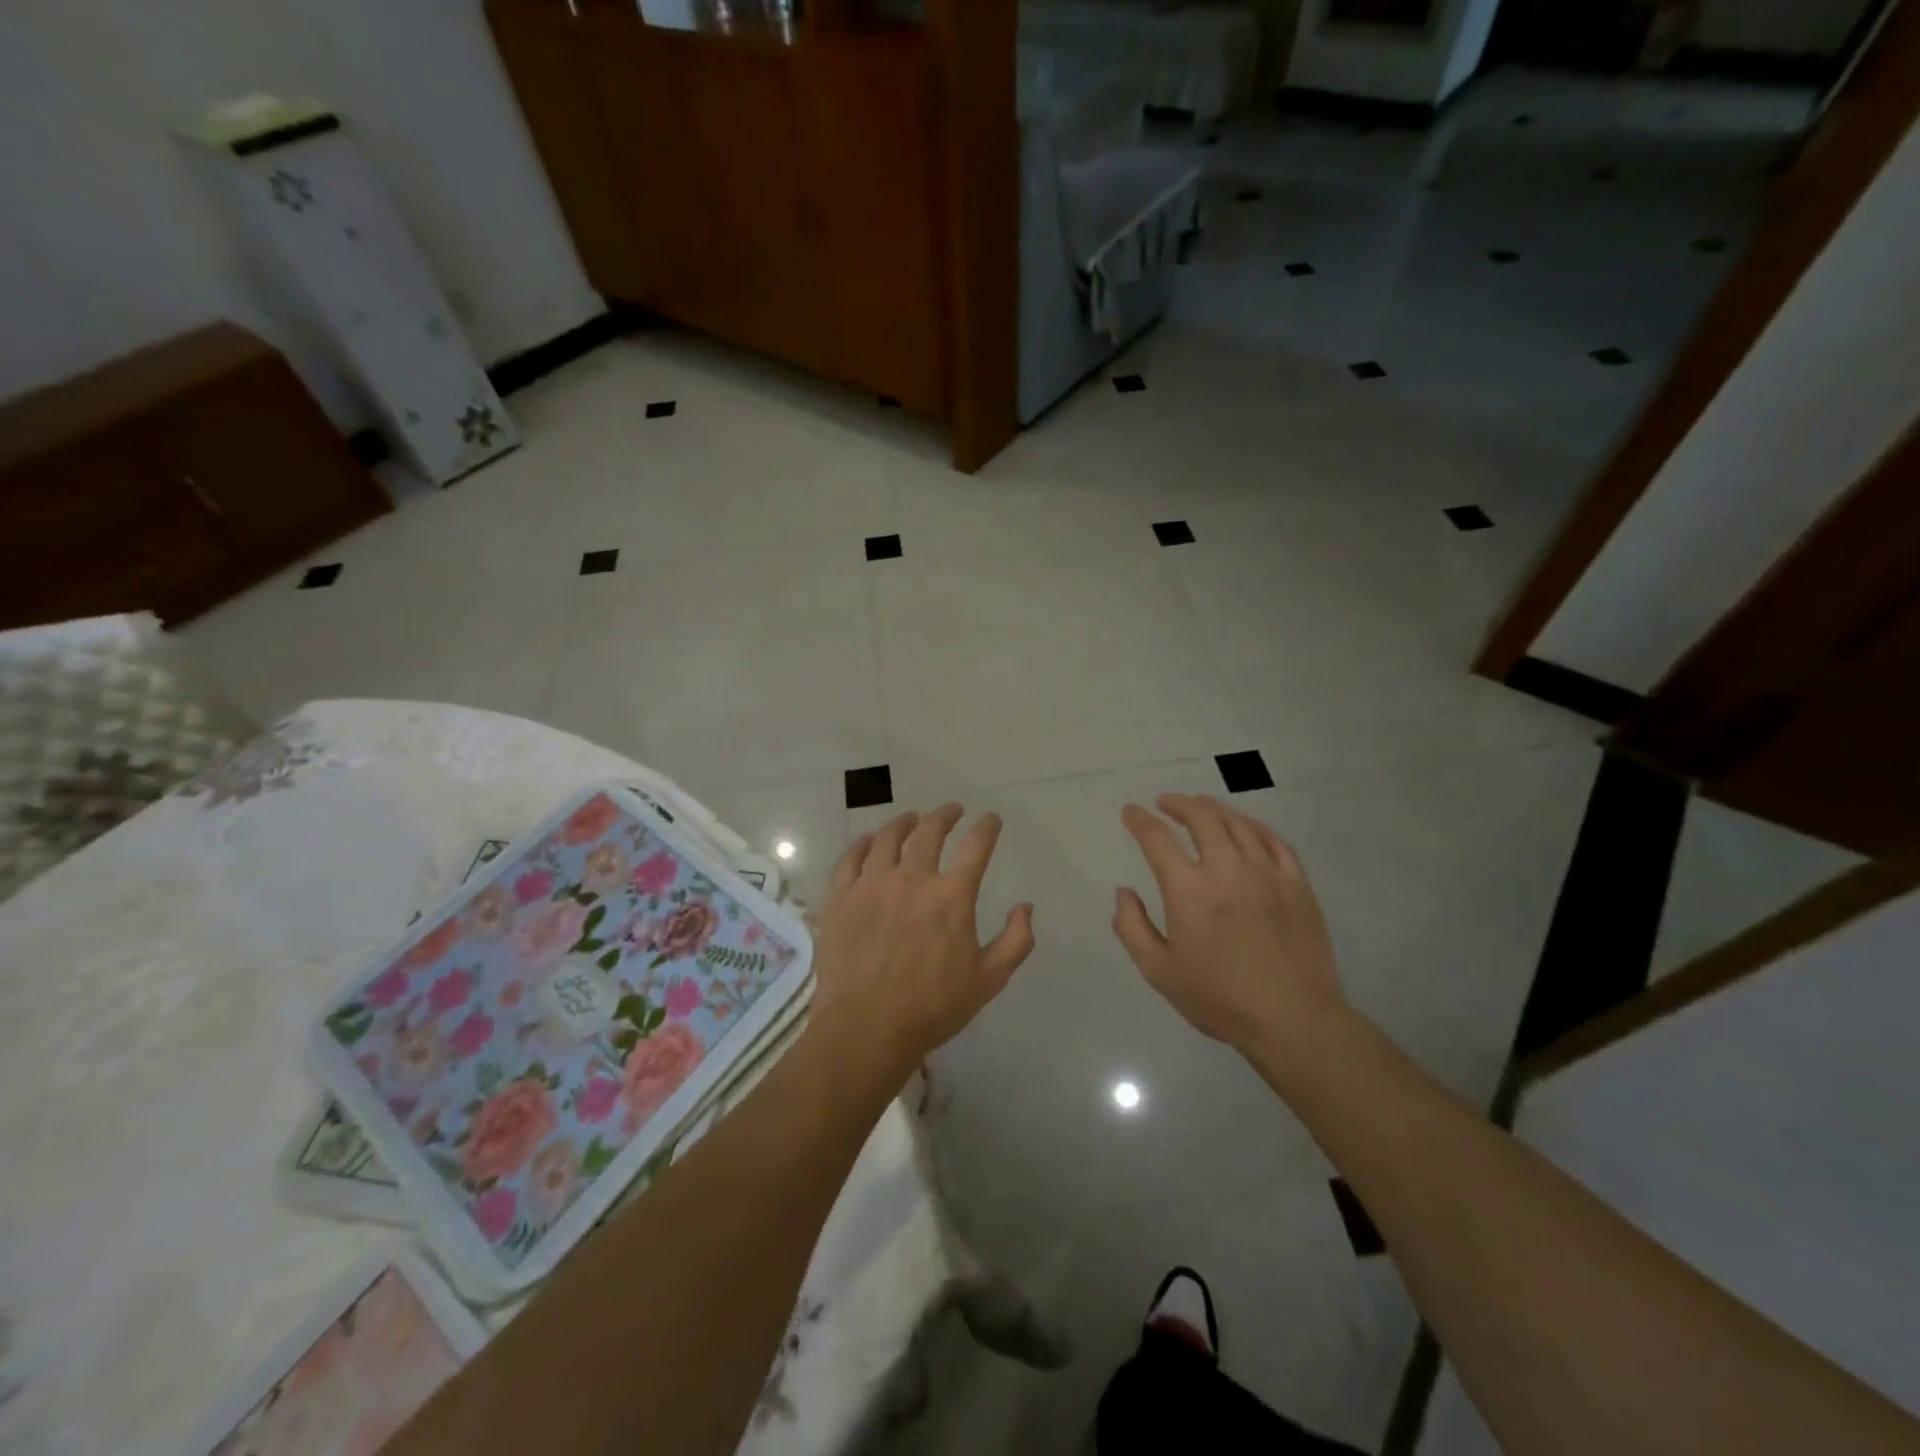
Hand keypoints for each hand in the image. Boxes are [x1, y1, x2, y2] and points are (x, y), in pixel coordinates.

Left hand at [809, 805, 1035, 1080]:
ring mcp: (872, 884)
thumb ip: (1016, 940)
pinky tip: (870, 841)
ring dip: (904, 823)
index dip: (987, 827)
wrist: (865, 1028)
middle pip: (930, 831)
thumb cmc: (932, 1007)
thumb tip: (1025, 906)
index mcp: (951, 896)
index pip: (976, 846)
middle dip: (945, 815)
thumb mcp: (989, 980)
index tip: (991, 820)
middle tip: (952, 811)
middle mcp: (912, 878)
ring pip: (888, 837)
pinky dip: (864, 843)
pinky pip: (851, 858)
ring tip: (911, 819)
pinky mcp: (841, 897)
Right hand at [1113, 794, 1347, 1056]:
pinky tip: (1244, 828)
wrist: (1294, 1020)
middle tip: (1165, 803)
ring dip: (1213, 808)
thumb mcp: (1159, 972)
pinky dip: (1252, 826)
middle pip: (1201, 817)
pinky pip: (1274, 840)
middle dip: (1178, 803)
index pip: (1157, 838)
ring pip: (1238, 822)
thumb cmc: (1220, 999)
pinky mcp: (1297, 883)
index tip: (1131, 812)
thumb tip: (1124, 893)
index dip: (1139, 820)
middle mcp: (1227, 870)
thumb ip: (1132, 928)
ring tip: (1200, 807)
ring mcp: (1267, 873)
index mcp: (1189, 891)